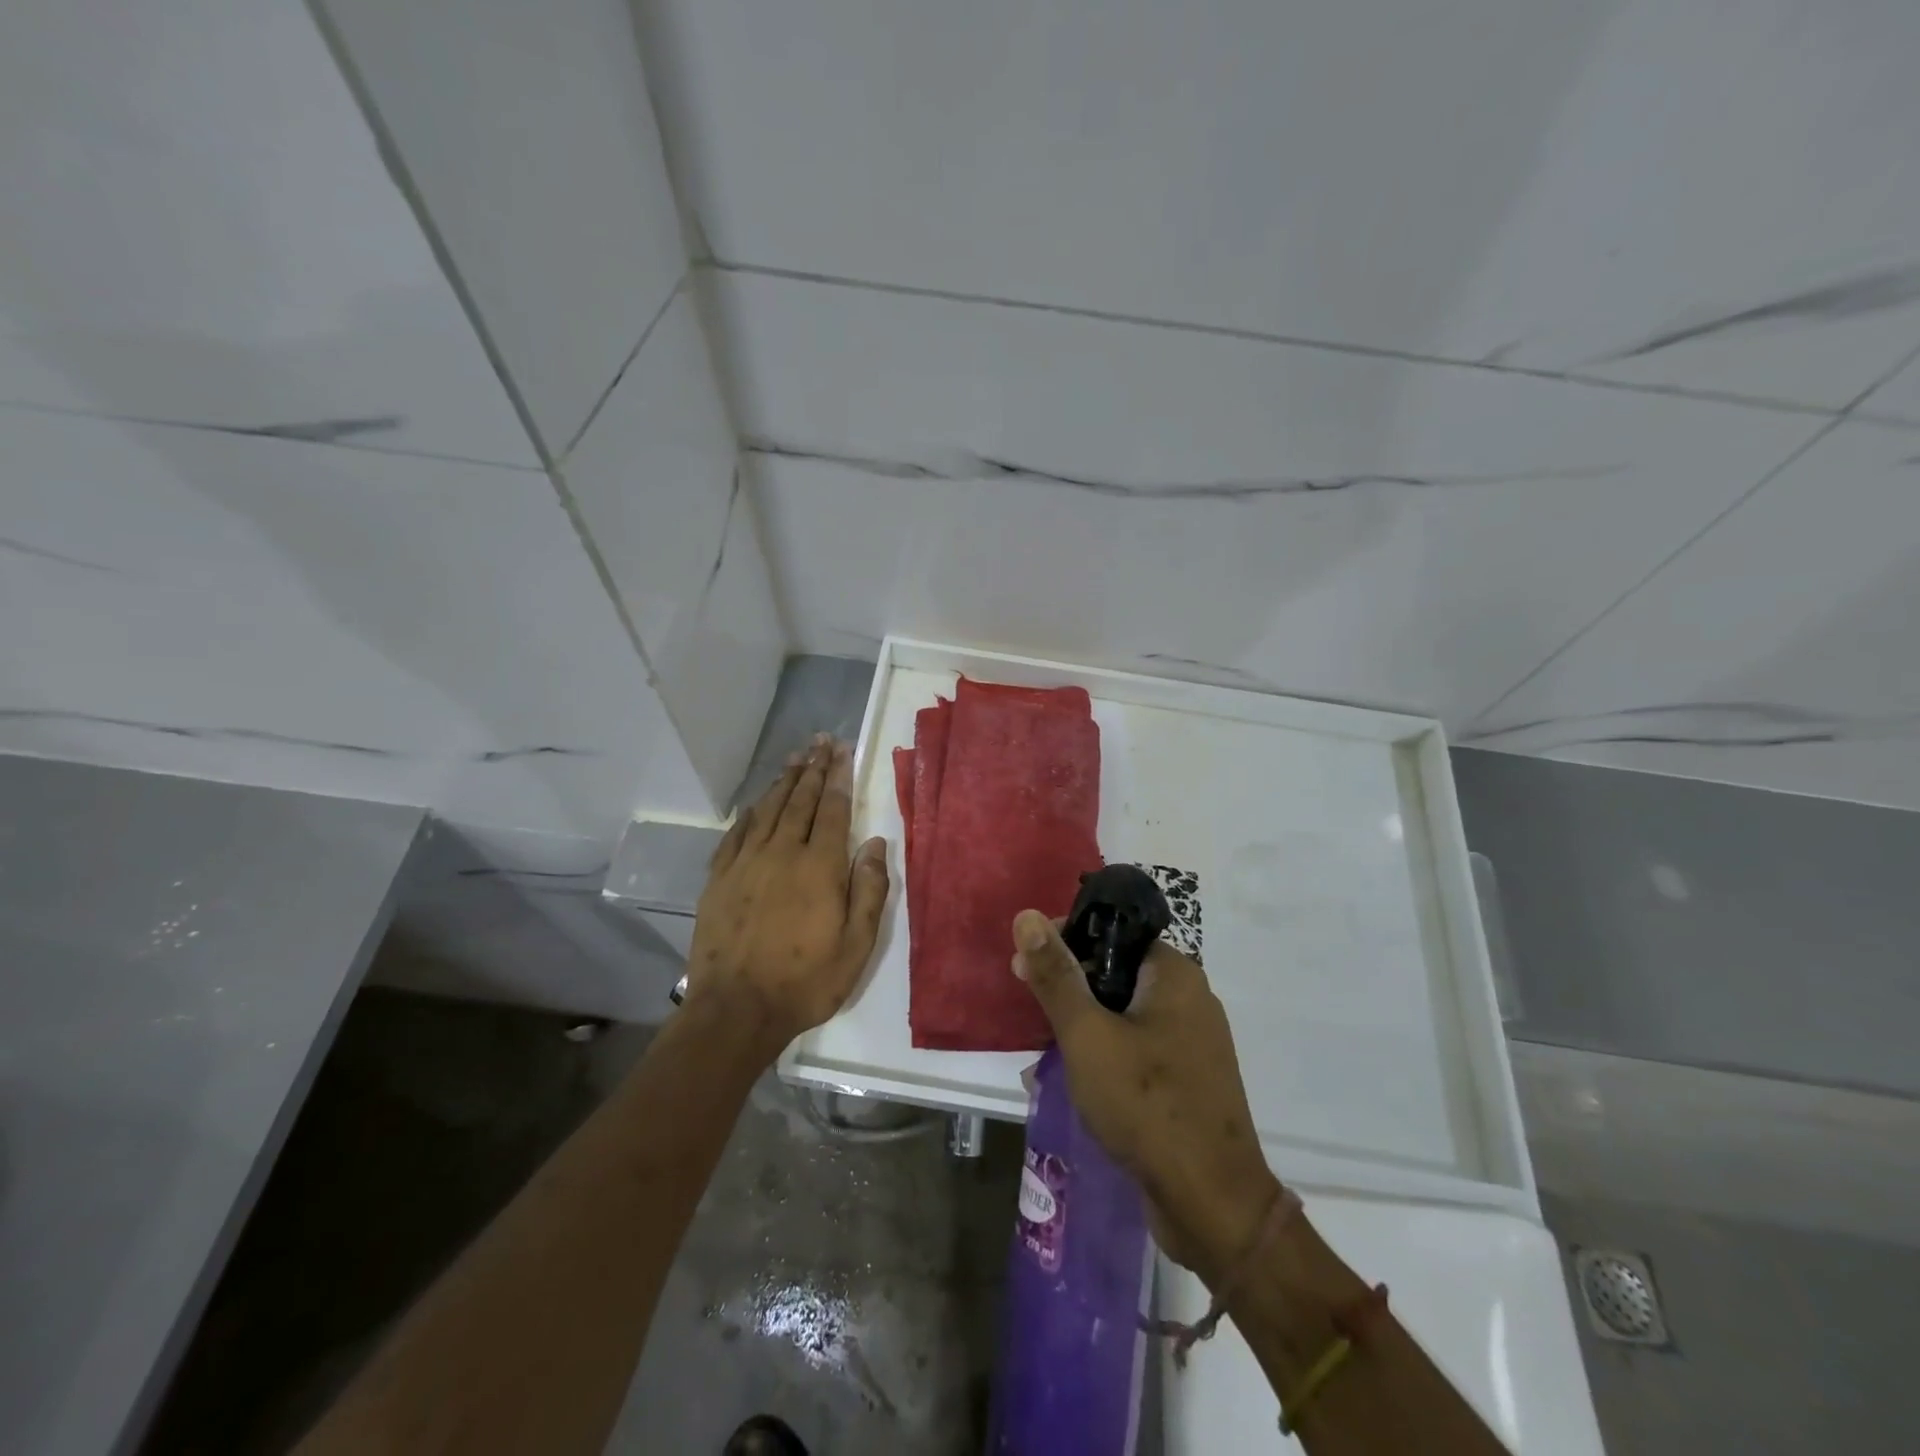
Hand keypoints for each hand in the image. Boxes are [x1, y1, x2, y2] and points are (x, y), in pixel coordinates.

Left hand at [686, 736, 888, 1054]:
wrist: (736, 1010)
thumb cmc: (806, 981)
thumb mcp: (856, 945)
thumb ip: (869, 890)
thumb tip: (875, 843)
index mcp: (820, 867)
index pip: (833, 809)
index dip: (839, 777)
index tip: (842, 750)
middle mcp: (782, 853)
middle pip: (800, 800)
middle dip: (813, 768)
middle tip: (820, 741)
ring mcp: (746, 864)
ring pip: (768, 810)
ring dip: (783, 781)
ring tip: (795, 757)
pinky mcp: (720, 879)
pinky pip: (737, 834)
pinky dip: (750, 813)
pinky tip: (756, 803)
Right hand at [1012, 910, 1281, 1284]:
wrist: (1212, 1205)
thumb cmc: (1146, 1105)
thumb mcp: (1088, 1035)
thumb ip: (1056, 976)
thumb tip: (1028, 916)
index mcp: (1174, 974)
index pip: (1113, 933)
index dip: (1067, 942)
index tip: (1028, 968)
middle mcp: (1190, 998)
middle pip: (1118, 971)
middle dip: (1073, 987)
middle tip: (1035, 1011)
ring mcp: (1194, 1042)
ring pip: (1126, 1012)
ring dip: (1087, 1024)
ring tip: (1050, 1047)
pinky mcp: (1190, 1079)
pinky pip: (1141, 1047)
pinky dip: (1109, 1052)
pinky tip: (1082, 1078)